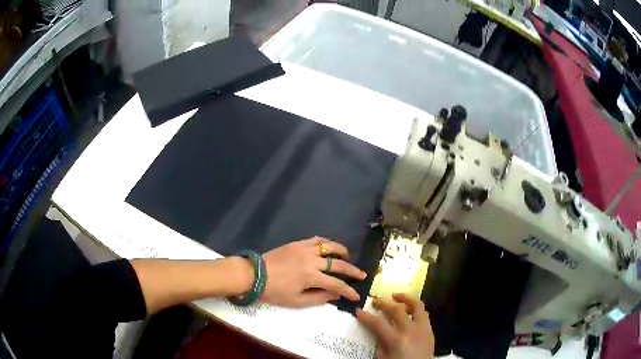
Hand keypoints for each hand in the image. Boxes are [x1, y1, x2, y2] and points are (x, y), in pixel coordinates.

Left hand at [260, 237, 366, 306]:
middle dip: (352, 271)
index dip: (348, 291)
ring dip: (342, 251)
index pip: (336, 284)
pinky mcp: (297, 243)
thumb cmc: (274, 291)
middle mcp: (312, 260)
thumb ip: (318, 298)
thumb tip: (336, 295)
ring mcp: (305, 249)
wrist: (254, 275)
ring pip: (330, 246)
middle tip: (362, 274)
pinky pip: (317, 239)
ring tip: (347, 256)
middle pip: (338, 264)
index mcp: (311, 277)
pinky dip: (327, 242)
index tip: (356, 295)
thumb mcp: (296, 301)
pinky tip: (330, 247)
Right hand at [356, 294, 434, 358]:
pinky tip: (408, 310)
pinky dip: (415, 309)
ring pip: (417, 306)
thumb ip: (379, 342)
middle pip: (396, 309)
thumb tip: (374, 328)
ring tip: (395, 296)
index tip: (358, 311)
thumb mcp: (382, 358)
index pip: (378, 323)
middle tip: (375, 301)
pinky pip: (424, 314)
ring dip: (405, 298)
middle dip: (383, 303)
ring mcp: (423, 329)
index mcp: (396, 341)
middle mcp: (411, 331)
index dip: (366, 316)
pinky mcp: (430, 330)